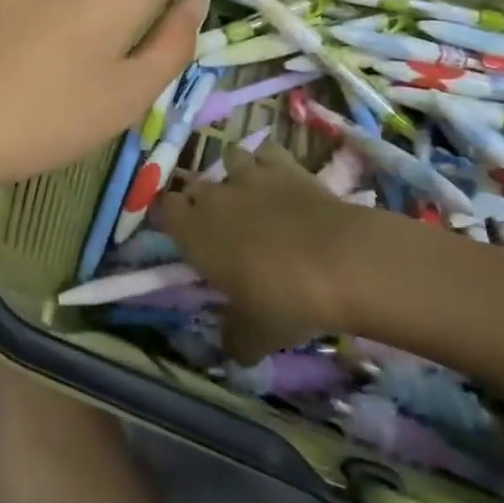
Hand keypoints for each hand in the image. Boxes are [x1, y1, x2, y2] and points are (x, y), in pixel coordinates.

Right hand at [159, 142, 358, 362]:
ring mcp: (248, 175)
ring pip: (228, 159)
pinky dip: (269, 162)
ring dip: (234, 173)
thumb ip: (236, 340)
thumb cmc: (283, 300)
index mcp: (194, 233)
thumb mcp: (255, 335)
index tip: (183, 233)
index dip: (171, 217)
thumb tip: (233, 351)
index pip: (164, 210)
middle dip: (203, 198)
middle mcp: (213, 197)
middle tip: (221, 223)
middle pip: (195, 185)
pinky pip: (266, 152)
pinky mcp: (283, 165)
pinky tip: (280, 179)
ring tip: (249, 193)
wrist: (339, 261)